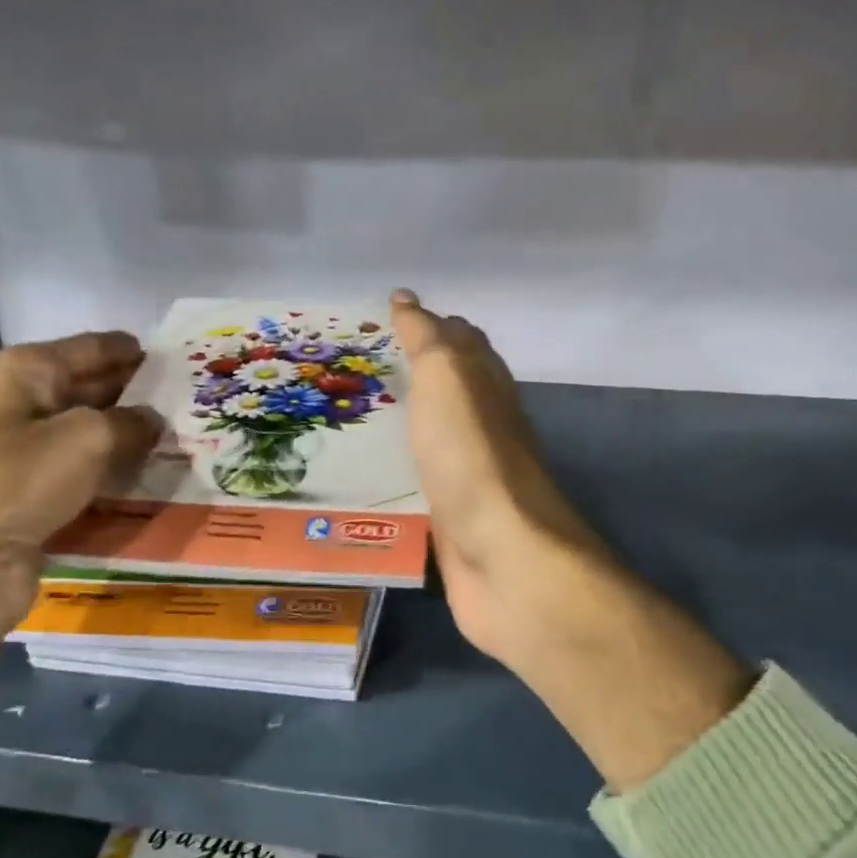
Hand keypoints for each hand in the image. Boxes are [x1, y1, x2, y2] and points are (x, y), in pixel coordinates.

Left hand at [0, 334, 160, 811]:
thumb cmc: (15, 479)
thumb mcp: (87, 437)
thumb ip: (132, 422)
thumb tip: (153, 421)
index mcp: (27, 372)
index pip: (95, 349)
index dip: (138, 353)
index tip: (185, 361)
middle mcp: (24, 407)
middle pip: (95, 391)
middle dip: (142, 398)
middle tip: (198, 406)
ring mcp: (27, 458)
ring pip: (95, 441)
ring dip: (135, 445)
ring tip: (191, 445)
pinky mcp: (35, 501)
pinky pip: (88, 482)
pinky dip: (118, 483)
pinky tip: (157, 485)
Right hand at [389, 291, 605, 668]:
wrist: (504, 559)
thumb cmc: (473, 459)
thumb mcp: (448, 381)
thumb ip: (428, 341)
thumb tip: (408, 299)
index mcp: (487, 389)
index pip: (462, 344)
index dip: (431, 325)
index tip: (388, 316)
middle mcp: (484, 430)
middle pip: (451, 392)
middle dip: (414, 374)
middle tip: (359, 366)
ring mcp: (470, 480)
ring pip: (434, 439)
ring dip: (404, 425)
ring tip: (352, 417)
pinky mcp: (452, 524)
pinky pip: (421, 486)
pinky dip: (400, 473)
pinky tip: (369, 477)